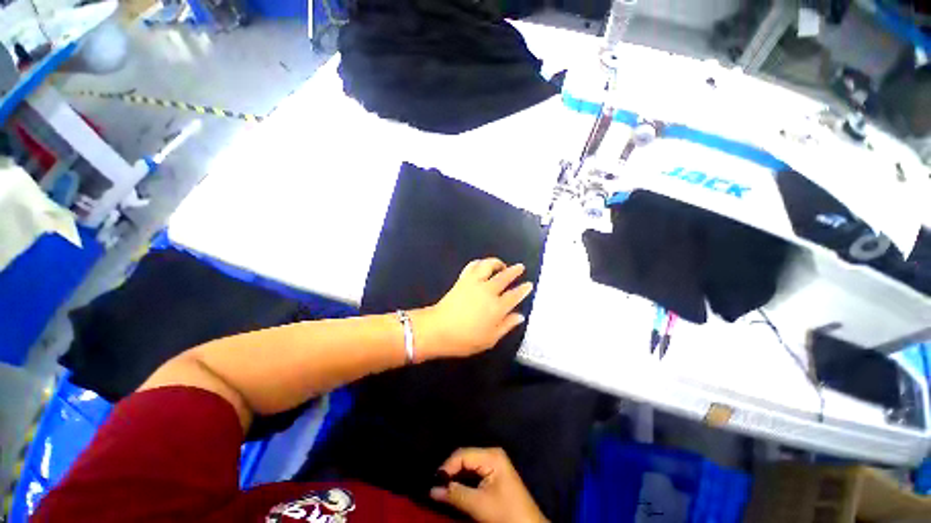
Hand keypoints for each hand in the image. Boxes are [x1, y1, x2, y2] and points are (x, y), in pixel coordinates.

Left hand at [412, 258, 533, 359]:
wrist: (439, 329)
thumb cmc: (466, 339)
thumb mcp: (490, 339)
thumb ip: (507, 325)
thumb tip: (520, 316)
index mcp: (497, 307)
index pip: (515, 295)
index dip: (523, 289)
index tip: (529, 284)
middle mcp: (488, 291)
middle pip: (505, 276)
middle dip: (515, 271)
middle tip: (520, 267)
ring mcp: (475, 282)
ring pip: (489, 265)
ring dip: (497, 263)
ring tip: (501, 265)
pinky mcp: (463, 279)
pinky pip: (473, 266)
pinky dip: (480, 263)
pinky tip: (482, 265)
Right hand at [430, 448, 547, 522]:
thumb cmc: (505, 513)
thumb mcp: (478, 505)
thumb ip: (455, 494)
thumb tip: (432, 489)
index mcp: (491, 455)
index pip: (462, 454)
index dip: (447, 467)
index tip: (434, 482)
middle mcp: (492, 453)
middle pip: (465, 457)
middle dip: (451, 471)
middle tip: (436, 485)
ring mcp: (494, 462)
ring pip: (468, 464)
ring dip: (456, 476)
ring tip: (443, 487)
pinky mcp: (494, 472)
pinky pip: (474, 470)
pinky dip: (464, 479)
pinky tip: (456, 488)